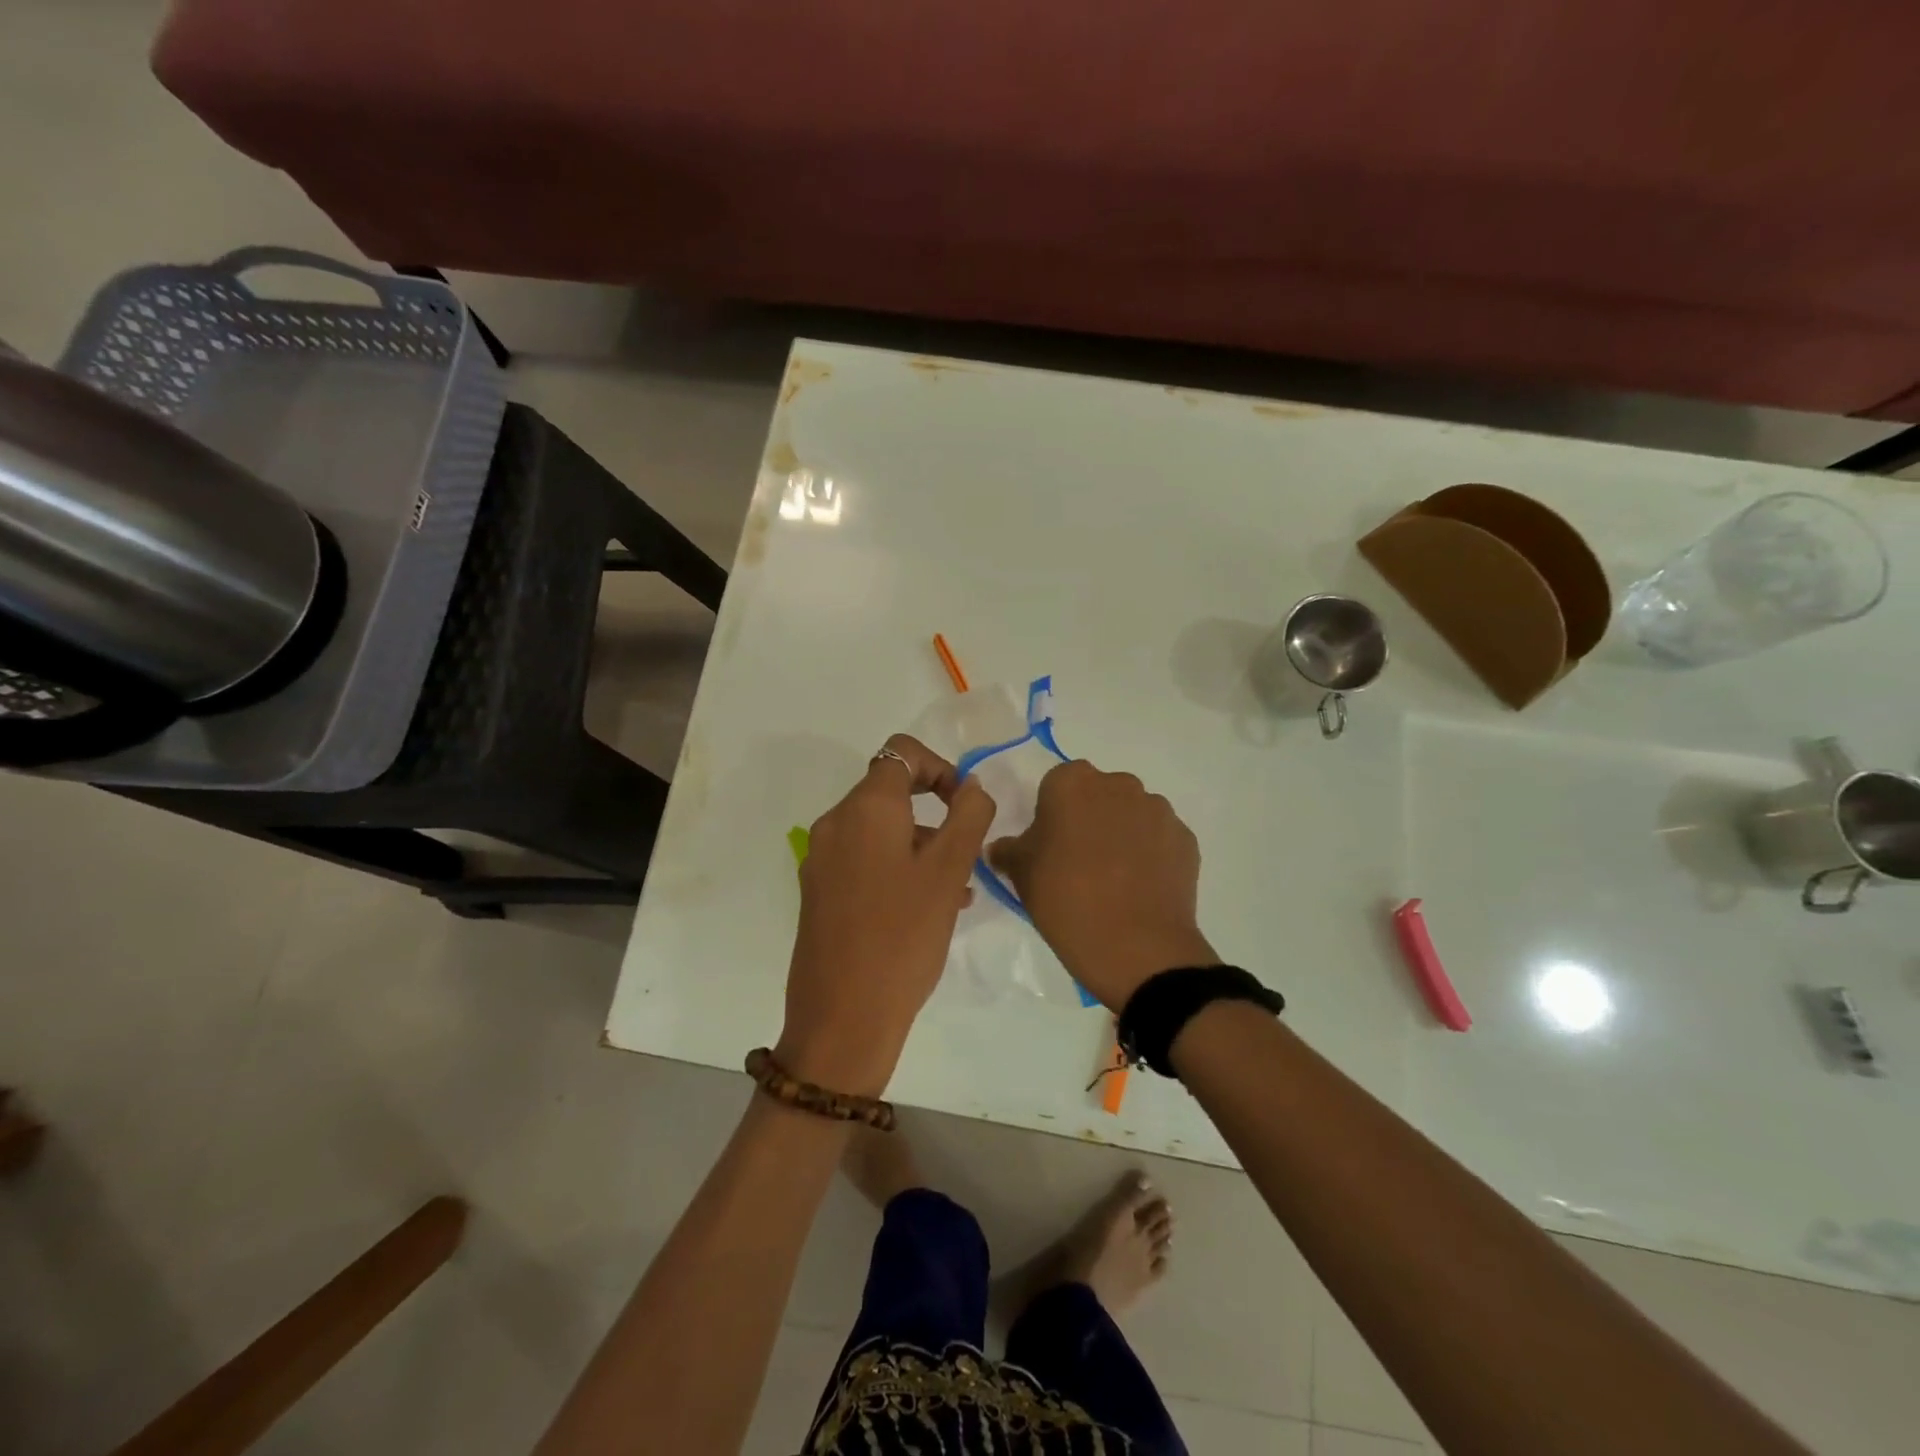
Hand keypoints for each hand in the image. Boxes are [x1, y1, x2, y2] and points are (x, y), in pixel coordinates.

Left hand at [777, 734, 995, 1095]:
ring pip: (880, 831)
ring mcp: (822, 859)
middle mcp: (835, 823)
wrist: (842, 1017)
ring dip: (921, 845)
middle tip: (966, 854)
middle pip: (890, 792)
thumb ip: (968, 817)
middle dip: (935, 813)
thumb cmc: (903, 936)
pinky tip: (928, 908)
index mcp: (864, 808)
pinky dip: (897, 867)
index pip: (902, 753)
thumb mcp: (949, 872)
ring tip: (958, 890)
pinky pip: (864, 860)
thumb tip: (972, 787)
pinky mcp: (819, 891)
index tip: (965, 806)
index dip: (940, 767)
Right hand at [988, 760, 1215, 1011]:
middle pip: (1098, 793)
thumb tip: (1000, 847)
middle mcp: (1118, 785)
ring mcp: (1157, 810)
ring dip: (1122, 833)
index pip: (1057, 784)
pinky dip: (1150, 854)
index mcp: (1072, 783)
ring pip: (1132, 813)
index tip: (1050, 844)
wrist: (1136, 947)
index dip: (1052, 812)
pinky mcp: (1185, 839)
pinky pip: (1159, 838)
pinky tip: (1140, 887)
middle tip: (1079, 860)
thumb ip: (1009, 851)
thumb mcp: (1021, 875)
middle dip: (1090, 817)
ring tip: (1115, 879)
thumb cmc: (1066, 900)